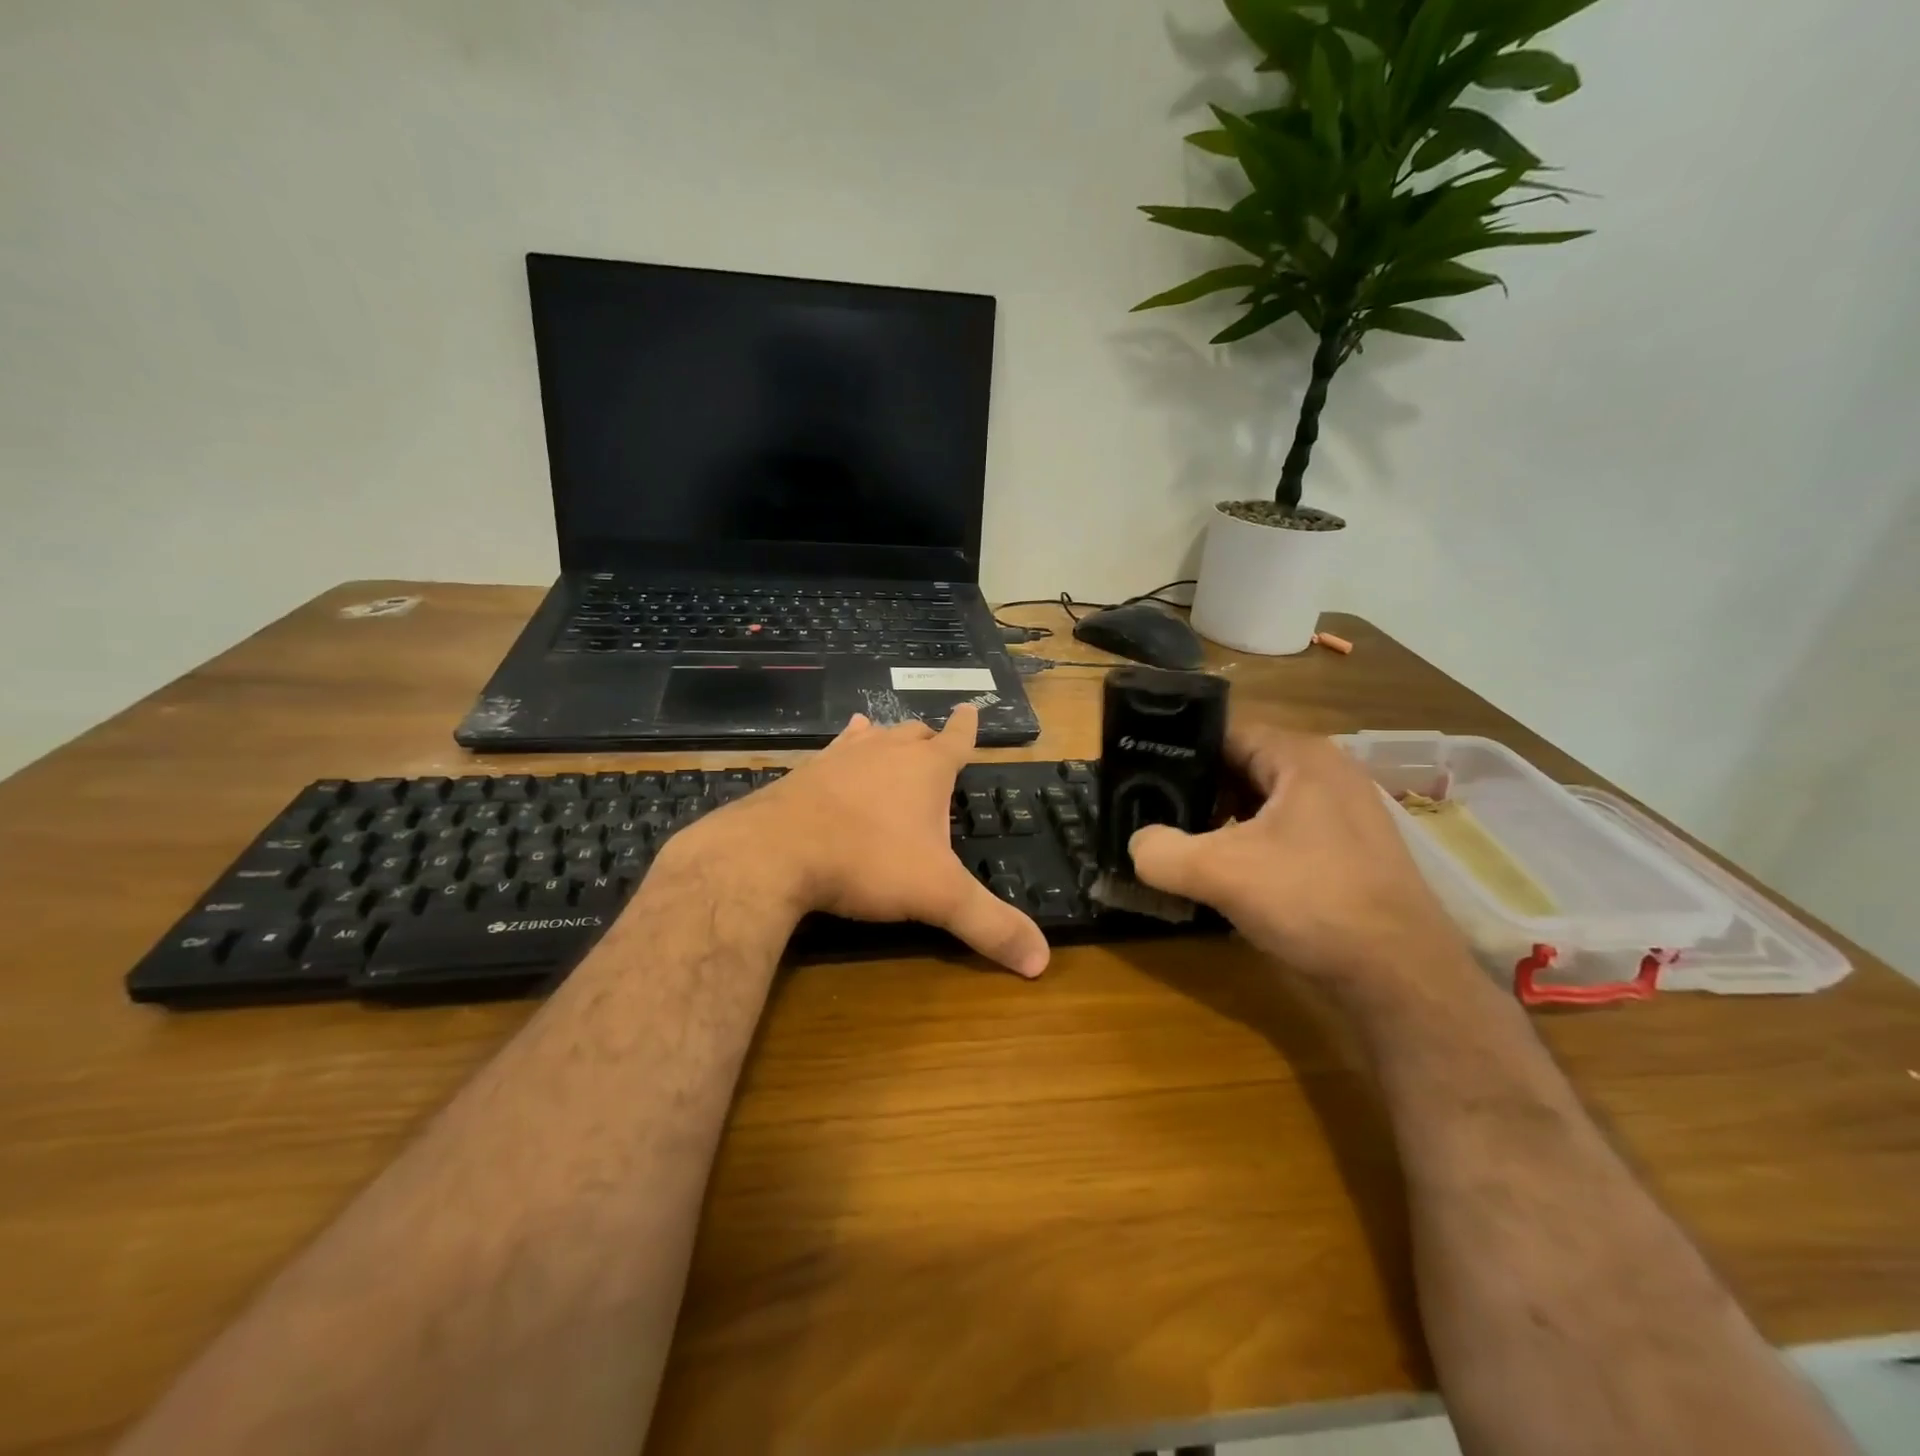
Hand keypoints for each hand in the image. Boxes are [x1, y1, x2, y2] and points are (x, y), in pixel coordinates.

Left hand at [661, 704, 1050, 978]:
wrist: (776, 852)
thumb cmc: (868, 862)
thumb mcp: (938, 896)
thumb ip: (990, 925)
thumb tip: (1042, 962)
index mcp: (926, 770)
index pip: (957, 740)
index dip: (968, 727)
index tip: (970, 708)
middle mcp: (886, 752)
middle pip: (915, 734)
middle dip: (930, 739)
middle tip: (936, 745)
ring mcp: (842, 757)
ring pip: (874, 736)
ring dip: (887, 739)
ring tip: (889, 735)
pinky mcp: (806, 772)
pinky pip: (833, 750)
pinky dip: (845, 748)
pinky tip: (839, 752)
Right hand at [1128, 723, 1468, 984]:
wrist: (1402, 979)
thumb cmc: (1313, 902)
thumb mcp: (1221, 872)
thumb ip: (1162, 852)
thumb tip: (1137, 846)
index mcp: (1302, 757)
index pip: (1225, 731)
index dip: (1178, 748)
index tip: (1138, 771)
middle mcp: (1327, 774)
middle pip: (1242, 767)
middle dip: (1196, 790)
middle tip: (1152, 812)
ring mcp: (1343, 816)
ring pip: (1262, 805)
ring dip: (1221, 823)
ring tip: (1181, 845)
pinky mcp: (1348, 854)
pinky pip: (1284, 835)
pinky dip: (1249, 847)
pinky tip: (1226, 877)